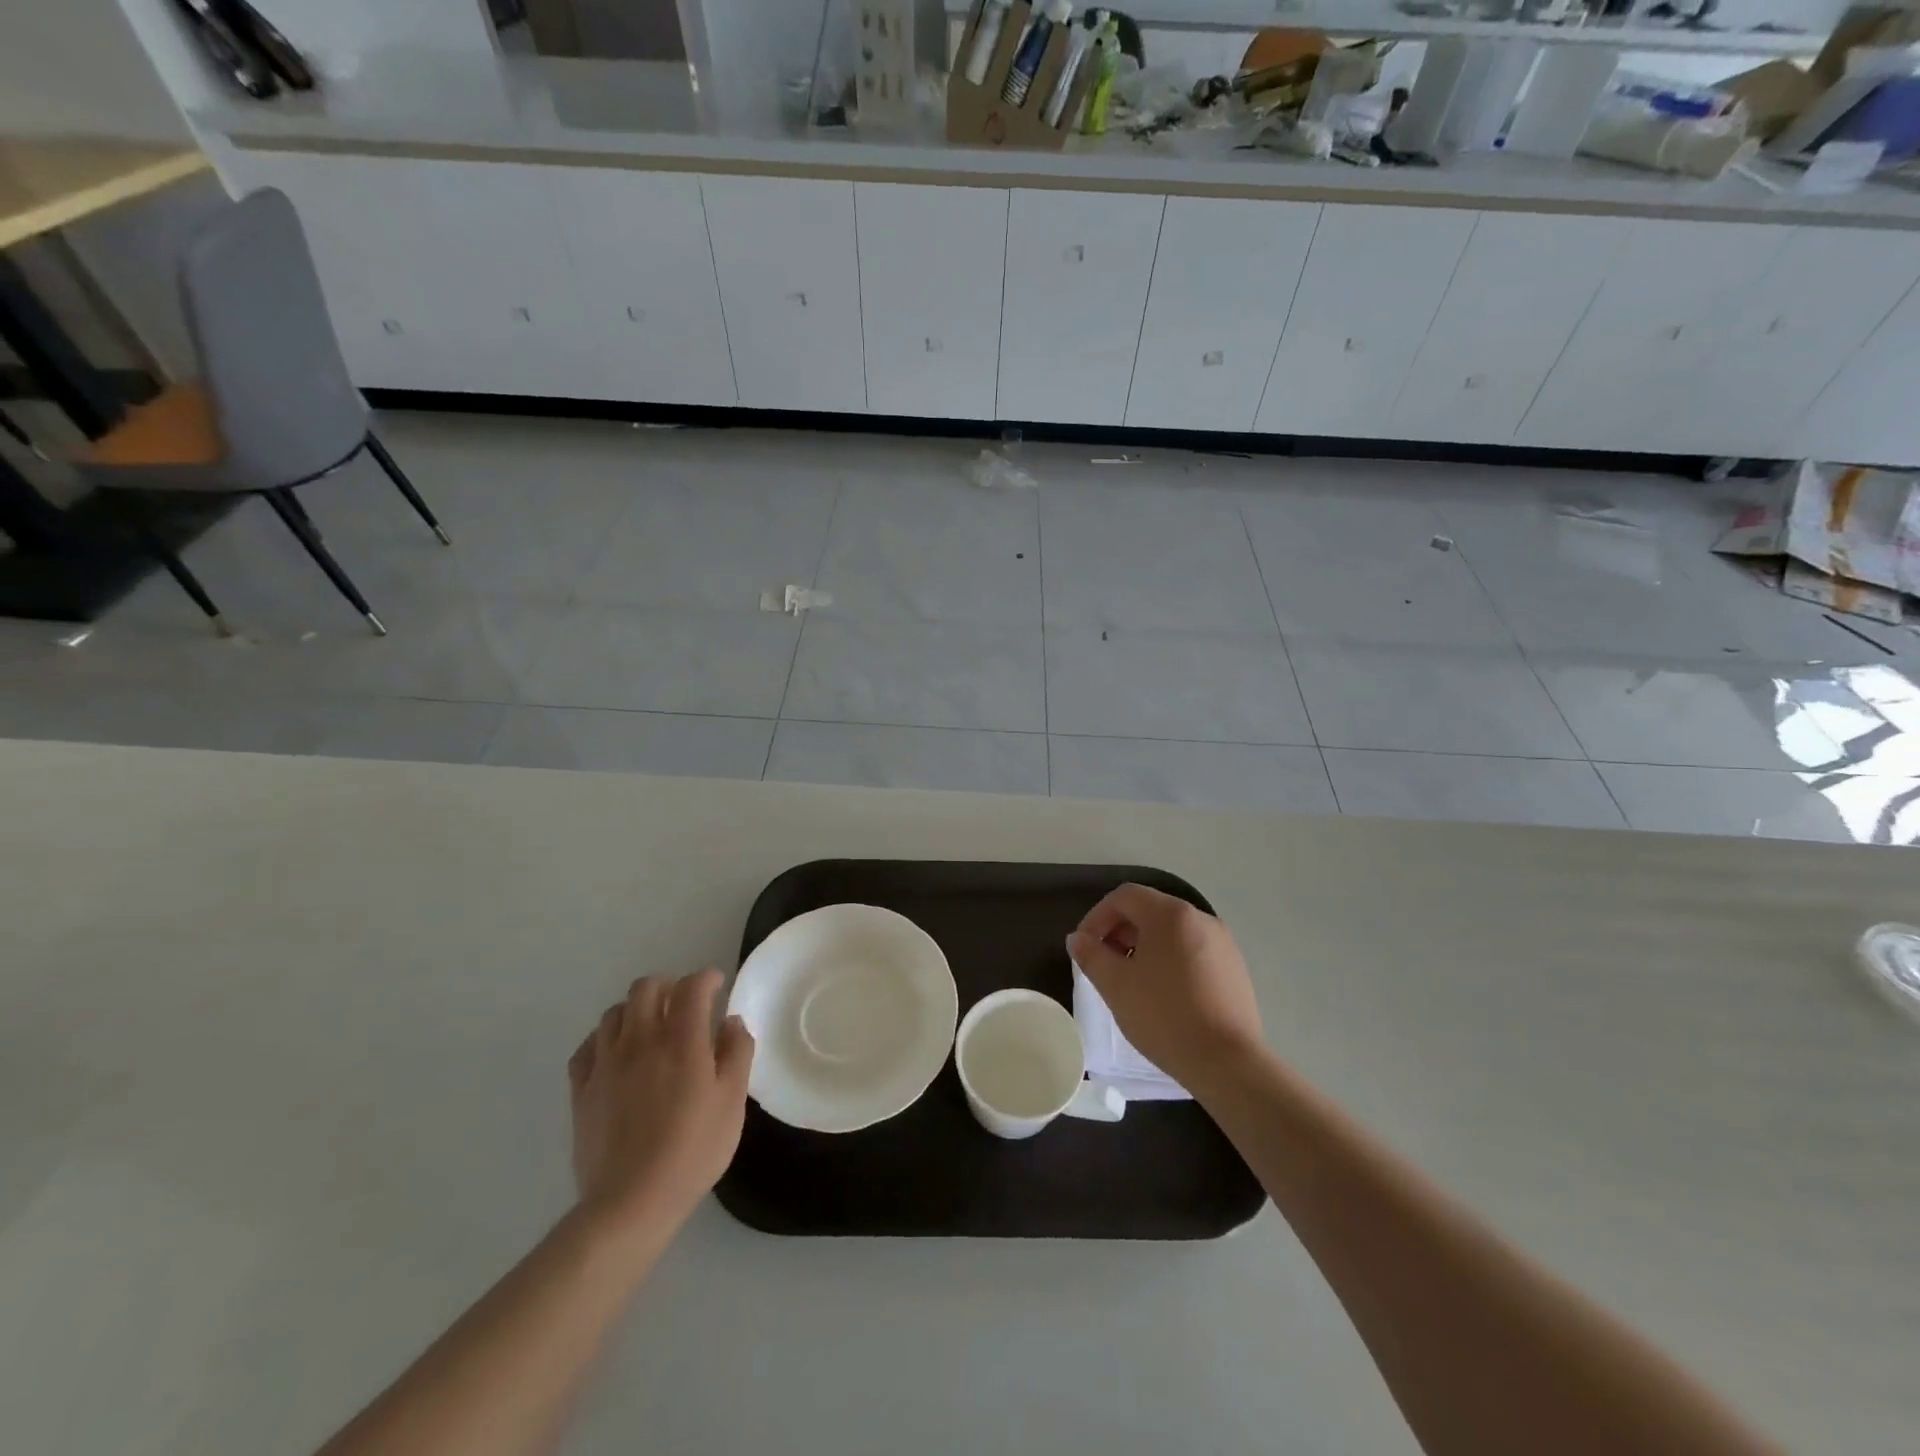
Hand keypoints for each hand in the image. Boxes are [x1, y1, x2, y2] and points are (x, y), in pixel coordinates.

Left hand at [567, 968, 753, 1251]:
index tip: (717, 984)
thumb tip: (731, 1022)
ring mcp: (606, 1064)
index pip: (691, 987)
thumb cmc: (692, 1151)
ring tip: (651, 1028)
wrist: (630, 1203)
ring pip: (614, 1012)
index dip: (706, 978)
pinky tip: (617, 1055)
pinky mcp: (582, 1090)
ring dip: (636, 1010)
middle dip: (668, 985)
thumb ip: (737, 1054)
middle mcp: (640, 1041)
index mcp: (681, 1041)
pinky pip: (588, 1046)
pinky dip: (605, 1039)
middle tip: (684, 1003)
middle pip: (646, 988)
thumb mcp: (732, 1103)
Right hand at [1066, 883, 1265, 1094]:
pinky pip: (1192, 950)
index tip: (1084, 948)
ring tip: (1130, 981)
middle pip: (1149, 910)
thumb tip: (1078, 939)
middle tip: (1103, 964)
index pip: (1124, 897)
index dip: (1097, 917)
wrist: (1228, 1064)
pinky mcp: (1234, 968)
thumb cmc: (1165, 1017)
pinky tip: (1162, 994)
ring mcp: (1222, 943)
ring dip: (1143, 946)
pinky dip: (1169, 960)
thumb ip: (1091, 955)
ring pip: (1171, 932)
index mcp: (1171, 914)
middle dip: (1119, 931)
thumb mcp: (1116, 986)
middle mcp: (1201, 918)